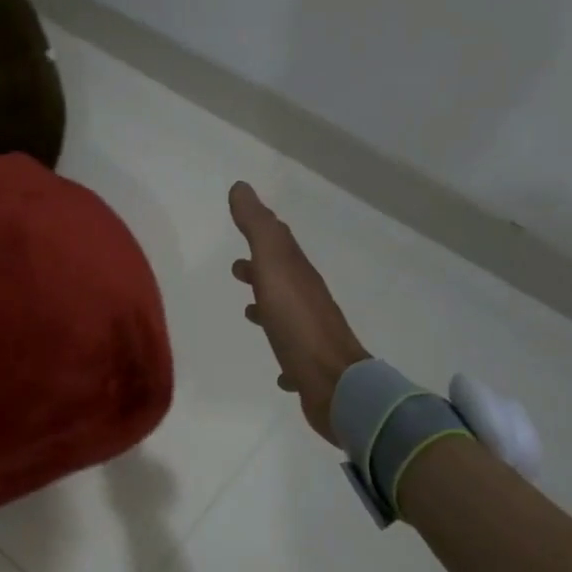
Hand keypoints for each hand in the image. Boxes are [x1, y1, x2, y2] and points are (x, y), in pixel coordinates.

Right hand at [229, 181, 368, 445]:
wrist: (335, 383)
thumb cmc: (297, 323)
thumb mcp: (274, 267)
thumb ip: (258, 228)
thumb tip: (241, 187)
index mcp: (298, 274)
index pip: (279, 245)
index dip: (262, 232)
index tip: (245, 223)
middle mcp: (307, 301)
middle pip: (282, 278)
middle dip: (260, 270)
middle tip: (237, 270)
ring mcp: (310, 335)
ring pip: (285, 313)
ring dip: (267, 307)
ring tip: (249, 312)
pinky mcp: (308, 367)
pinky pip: (292, 354)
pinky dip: (281, 350)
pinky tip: (276, 368)